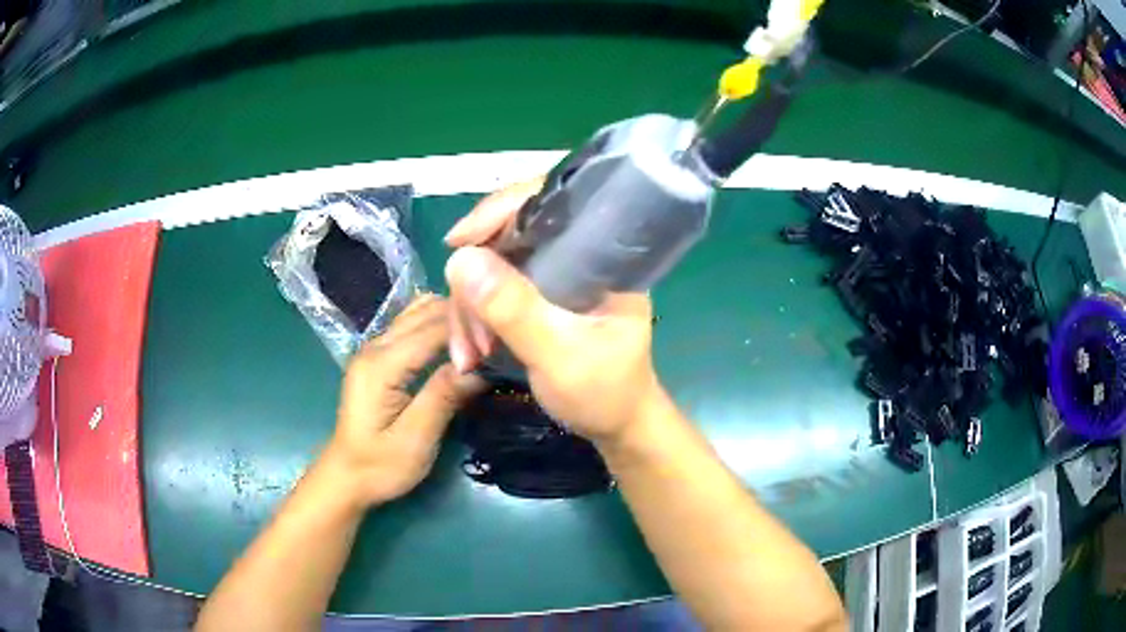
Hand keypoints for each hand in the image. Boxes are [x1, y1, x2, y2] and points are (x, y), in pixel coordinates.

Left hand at [325, 295, 482, 506]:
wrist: (346, 477)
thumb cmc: (379, 465)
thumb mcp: (416, 439)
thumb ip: (443, 397)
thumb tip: (481, 368)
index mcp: (381, 364)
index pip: (433, 327)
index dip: (469, 329)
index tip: (505, 340)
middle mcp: (375, 345)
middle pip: (426, 311)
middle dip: (464, 318)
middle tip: (499, 338)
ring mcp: (374, 348)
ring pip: (418, 312)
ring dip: (451, 319)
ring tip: (482, 339)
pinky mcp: (378, 357)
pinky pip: (412, 326)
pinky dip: (438, 326)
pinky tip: (458, 344)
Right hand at [444, 181, 662, 443]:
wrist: (616, 425)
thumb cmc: (604, 392)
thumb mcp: (560, 355)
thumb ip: (515, 310)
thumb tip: (460, 259)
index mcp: (600, 254)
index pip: (548, 202)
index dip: (499, 210)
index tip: (457, 242)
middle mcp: (577, 254)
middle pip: (508, 235)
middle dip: (475, 282)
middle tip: (467, 335)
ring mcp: (556, 275)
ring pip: (494, 265)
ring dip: (470, 308)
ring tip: (469, 354)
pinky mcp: (540, 295)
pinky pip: (494, 290)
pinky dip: (476, 318)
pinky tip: (472, 351)